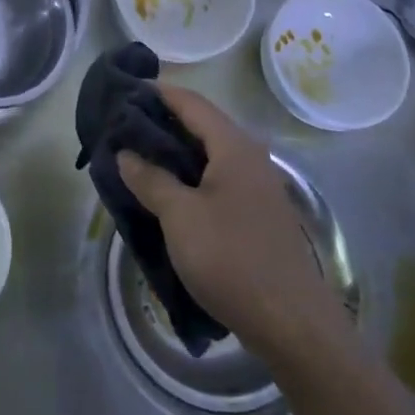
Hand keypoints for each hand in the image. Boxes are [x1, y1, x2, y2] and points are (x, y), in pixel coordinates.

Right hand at [117, 85, 347, 360]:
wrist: (291, 322)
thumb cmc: (231, 258)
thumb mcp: (180, 216)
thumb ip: (151, 179)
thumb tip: (126, 154)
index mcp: (234, 147)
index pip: (192, 103)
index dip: (159, 93)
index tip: (125, 91)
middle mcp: (250, 158)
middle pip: (202, 127)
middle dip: (162, 124)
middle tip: (123, 129)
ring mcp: (257, 188)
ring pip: (209, 157)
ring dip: (174, 154)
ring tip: (137, 159)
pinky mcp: (257, 216)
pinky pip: (216, 181)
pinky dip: (189, 178)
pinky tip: (167, 195)